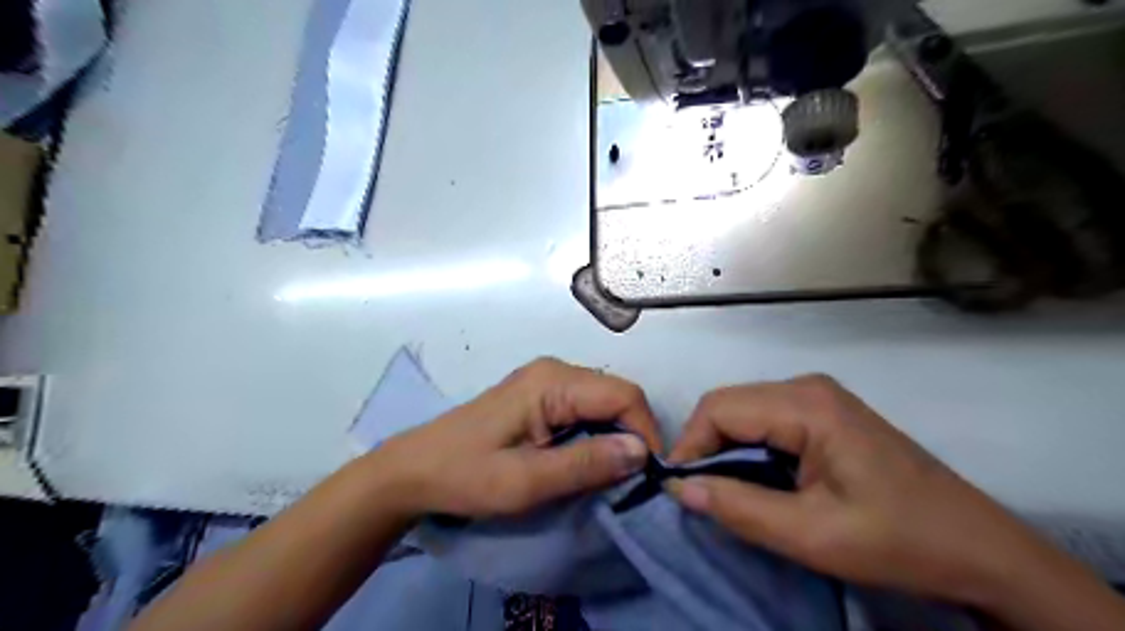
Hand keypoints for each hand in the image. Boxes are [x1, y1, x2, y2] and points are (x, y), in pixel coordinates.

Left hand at [369, 357, 661, 518]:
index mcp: (553, 381)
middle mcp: (555, 370)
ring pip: (603, 402)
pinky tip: (588, 460)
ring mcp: (547, 380)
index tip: (648, 477)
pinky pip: (585, 409)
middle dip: (632, 435)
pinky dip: (596, 434)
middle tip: (632, 480)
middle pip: (616, 395)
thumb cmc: (465, 475)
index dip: (645, 433)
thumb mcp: (526, 480)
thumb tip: (642, 452)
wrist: (414, 471)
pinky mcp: (540, 395)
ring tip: (612, 475)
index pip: (624, 395)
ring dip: (615, 437)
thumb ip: (586, 464)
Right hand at [665, 376, 1045, 604]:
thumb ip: (739, 508)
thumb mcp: (812, 535)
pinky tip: (754, 479)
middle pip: (729, 405)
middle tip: (699, 493)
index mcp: (807, 404)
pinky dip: (747, 448)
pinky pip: (765, 420)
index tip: (680, 489)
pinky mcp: (824, 413)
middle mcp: (807, 387)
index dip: (690, 445)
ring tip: (723, 490)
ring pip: (744, 411)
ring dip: (724, 448)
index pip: (720, 408)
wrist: (979, 548)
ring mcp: (818, 397)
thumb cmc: (899, 539)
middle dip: (705, 446)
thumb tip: (680, 488)